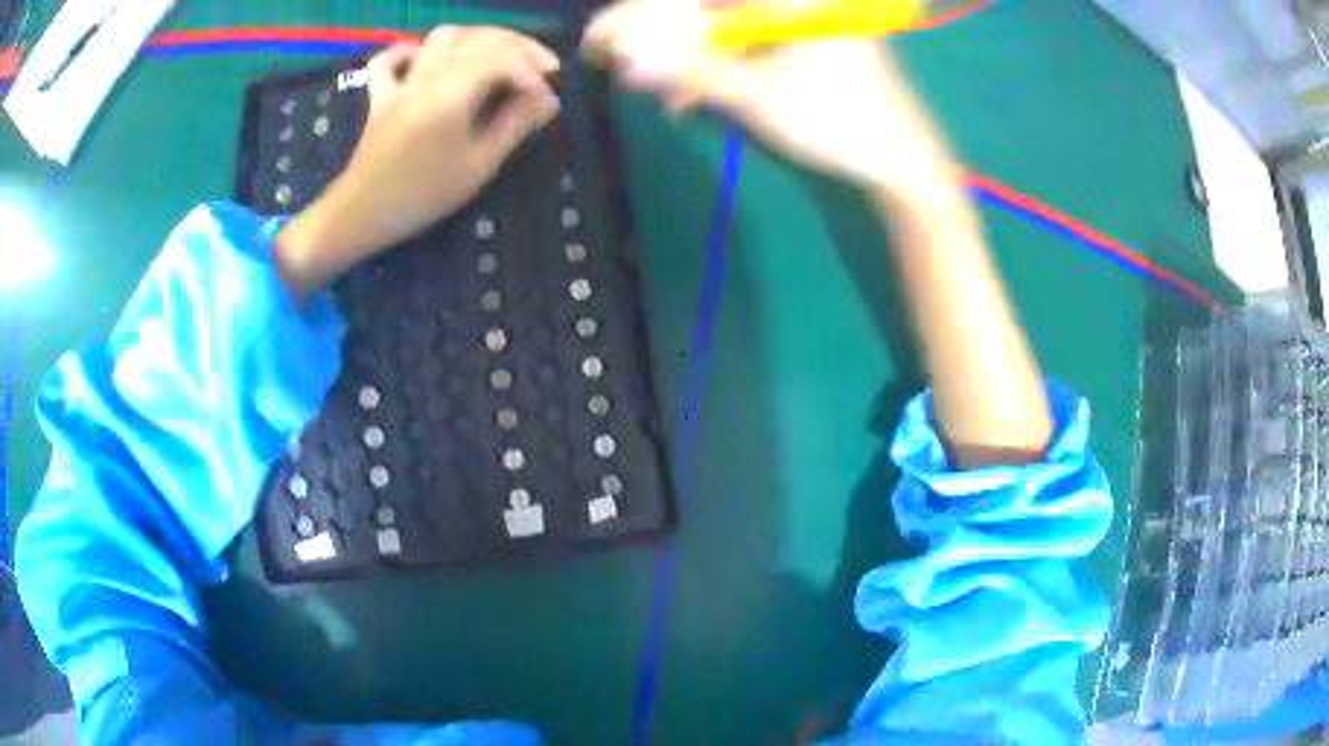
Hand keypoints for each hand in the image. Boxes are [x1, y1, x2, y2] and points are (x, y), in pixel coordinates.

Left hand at [277, 26, 560, 296]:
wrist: (361, 214)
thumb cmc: (423, 194)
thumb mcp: (478, 165)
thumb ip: (514, 125)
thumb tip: (547, 100)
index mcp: (453, 89)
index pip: (504, 57)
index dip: (533, 72)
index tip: (549, 98)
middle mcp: (429, 73)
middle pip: (480, 38)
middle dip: (518, 47)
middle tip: (544, 69)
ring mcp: (402, 81)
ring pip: (443, 37)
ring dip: (478, 38)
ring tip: (501, 56)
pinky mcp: (382, 94)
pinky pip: (392, 59)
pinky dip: (413, 50)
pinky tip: (427, 60)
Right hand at [584, 0, 962, 203]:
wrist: (901, 162)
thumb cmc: (841, 124)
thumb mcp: (761, 97)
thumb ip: (694, 73)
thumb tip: (628, 66)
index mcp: (797, 0)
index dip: (649, 12)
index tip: (605, 35)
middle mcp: (799, 2)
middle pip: (713, 7)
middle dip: (661, 33)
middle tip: (616, 59)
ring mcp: (801, 19)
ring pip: (725, 26)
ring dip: (687, 57)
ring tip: (654, 89)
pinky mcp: (802, 41)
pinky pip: (746, 44)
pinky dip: (717, 67)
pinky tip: (690, 97)